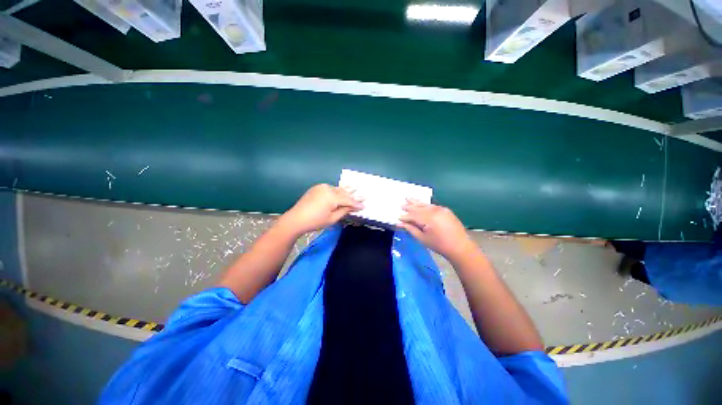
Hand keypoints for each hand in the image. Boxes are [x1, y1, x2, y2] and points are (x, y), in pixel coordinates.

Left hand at [278, 184, 363, 236]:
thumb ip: (344, 211)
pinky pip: (330, 189)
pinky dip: (337, 191)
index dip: (356, 204)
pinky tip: (343, 191)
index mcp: (332, 197)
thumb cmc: (315, 221)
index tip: (364, 206)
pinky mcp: (317, 188)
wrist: (296, 219)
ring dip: (346, 191)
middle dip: (353, 195)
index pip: (348, 200)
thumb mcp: (332, 219)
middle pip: (343, 193)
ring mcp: (321, 187)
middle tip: (364, 196)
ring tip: (356, 188)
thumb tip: (353, 207)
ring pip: (337, 189)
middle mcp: (328, 189)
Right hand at [398, 199, 475, 261]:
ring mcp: (441, 209)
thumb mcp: (422, 238)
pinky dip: (424, 205)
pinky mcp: (446, 210)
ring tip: (407, 197)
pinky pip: (432, 206)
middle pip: (418, 207)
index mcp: (429, 218)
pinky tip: (420, 203)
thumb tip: (400, 223)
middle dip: (409, 206)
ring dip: (416, 202)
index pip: (413, 215)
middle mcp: (435, 211)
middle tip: (400, 204)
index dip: (405, 216)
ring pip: (425, 205)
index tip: (397, 216)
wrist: (460, 247)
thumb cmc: (439, 245)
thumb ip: (410, 229)